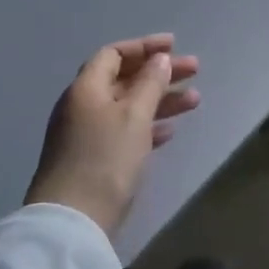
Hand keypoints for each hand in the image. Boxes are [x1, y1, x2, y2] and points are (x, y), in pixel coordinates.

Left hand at [27, 34, 201, 235]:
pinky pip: (125, 131)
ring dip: (160, 100)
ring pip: (128, 106)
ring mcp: (86, 135)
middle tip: (194, 70)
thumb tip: (159, 59)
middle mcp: (82, 106)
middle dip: (159, 73)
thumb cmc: (106, 159)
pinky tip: (170, 131)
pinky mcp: (93, 160)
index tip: (174, 46)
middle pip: (124, 79)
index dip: (144, 47)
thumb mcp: (134, 115)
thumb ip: (150, 83)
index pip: (113, 54)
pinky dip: (148, 126)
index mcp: (86, 88)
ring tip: (195, 101)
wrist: (73, 222)